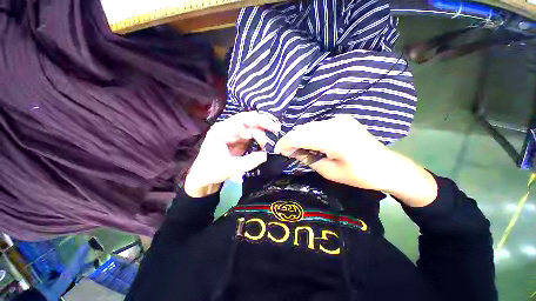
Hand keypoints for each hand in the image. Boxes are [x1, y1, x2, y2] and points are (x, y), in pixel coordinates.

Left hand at [185, 112, 279, 197]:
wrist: (203, 179)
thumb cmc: (211, 172)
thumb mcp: (230, 169)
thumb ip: (249, 161)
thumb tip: (266, 155)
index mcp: (222, 131)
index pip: (243, 120)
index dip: (260, 121)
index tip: (274, 127)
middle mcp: (228, 129)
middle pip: (249, 122)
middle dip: (264, 125)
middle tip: (276, 132)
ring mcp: (233, 135)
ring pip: (251, 129)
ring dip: (262, 134)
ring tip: (270, 144)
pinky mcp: (237, 141)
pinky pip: (251, 137)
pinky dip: (259, 140)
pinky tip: (265, 144)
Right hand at [274, 116, 437, 206]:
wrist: (387, 167)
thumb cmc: (359, 175)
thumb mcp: (329, 171)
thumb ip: (307, 159)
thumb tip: (290, 151)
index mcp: (333, 138)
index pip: (300, 136)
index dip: (286, 142)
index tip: (277, 150)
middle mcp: (335, 123)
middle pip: (303, 129)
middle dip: (291, 139)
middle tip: (284, 151)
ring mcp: (340, 119)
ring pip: (310, 126)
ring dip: (299, 136)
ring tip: (294, 148)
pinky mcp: (342, 120)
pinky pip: (319, 125)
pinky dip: (310, 133)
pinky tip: (308, 142)